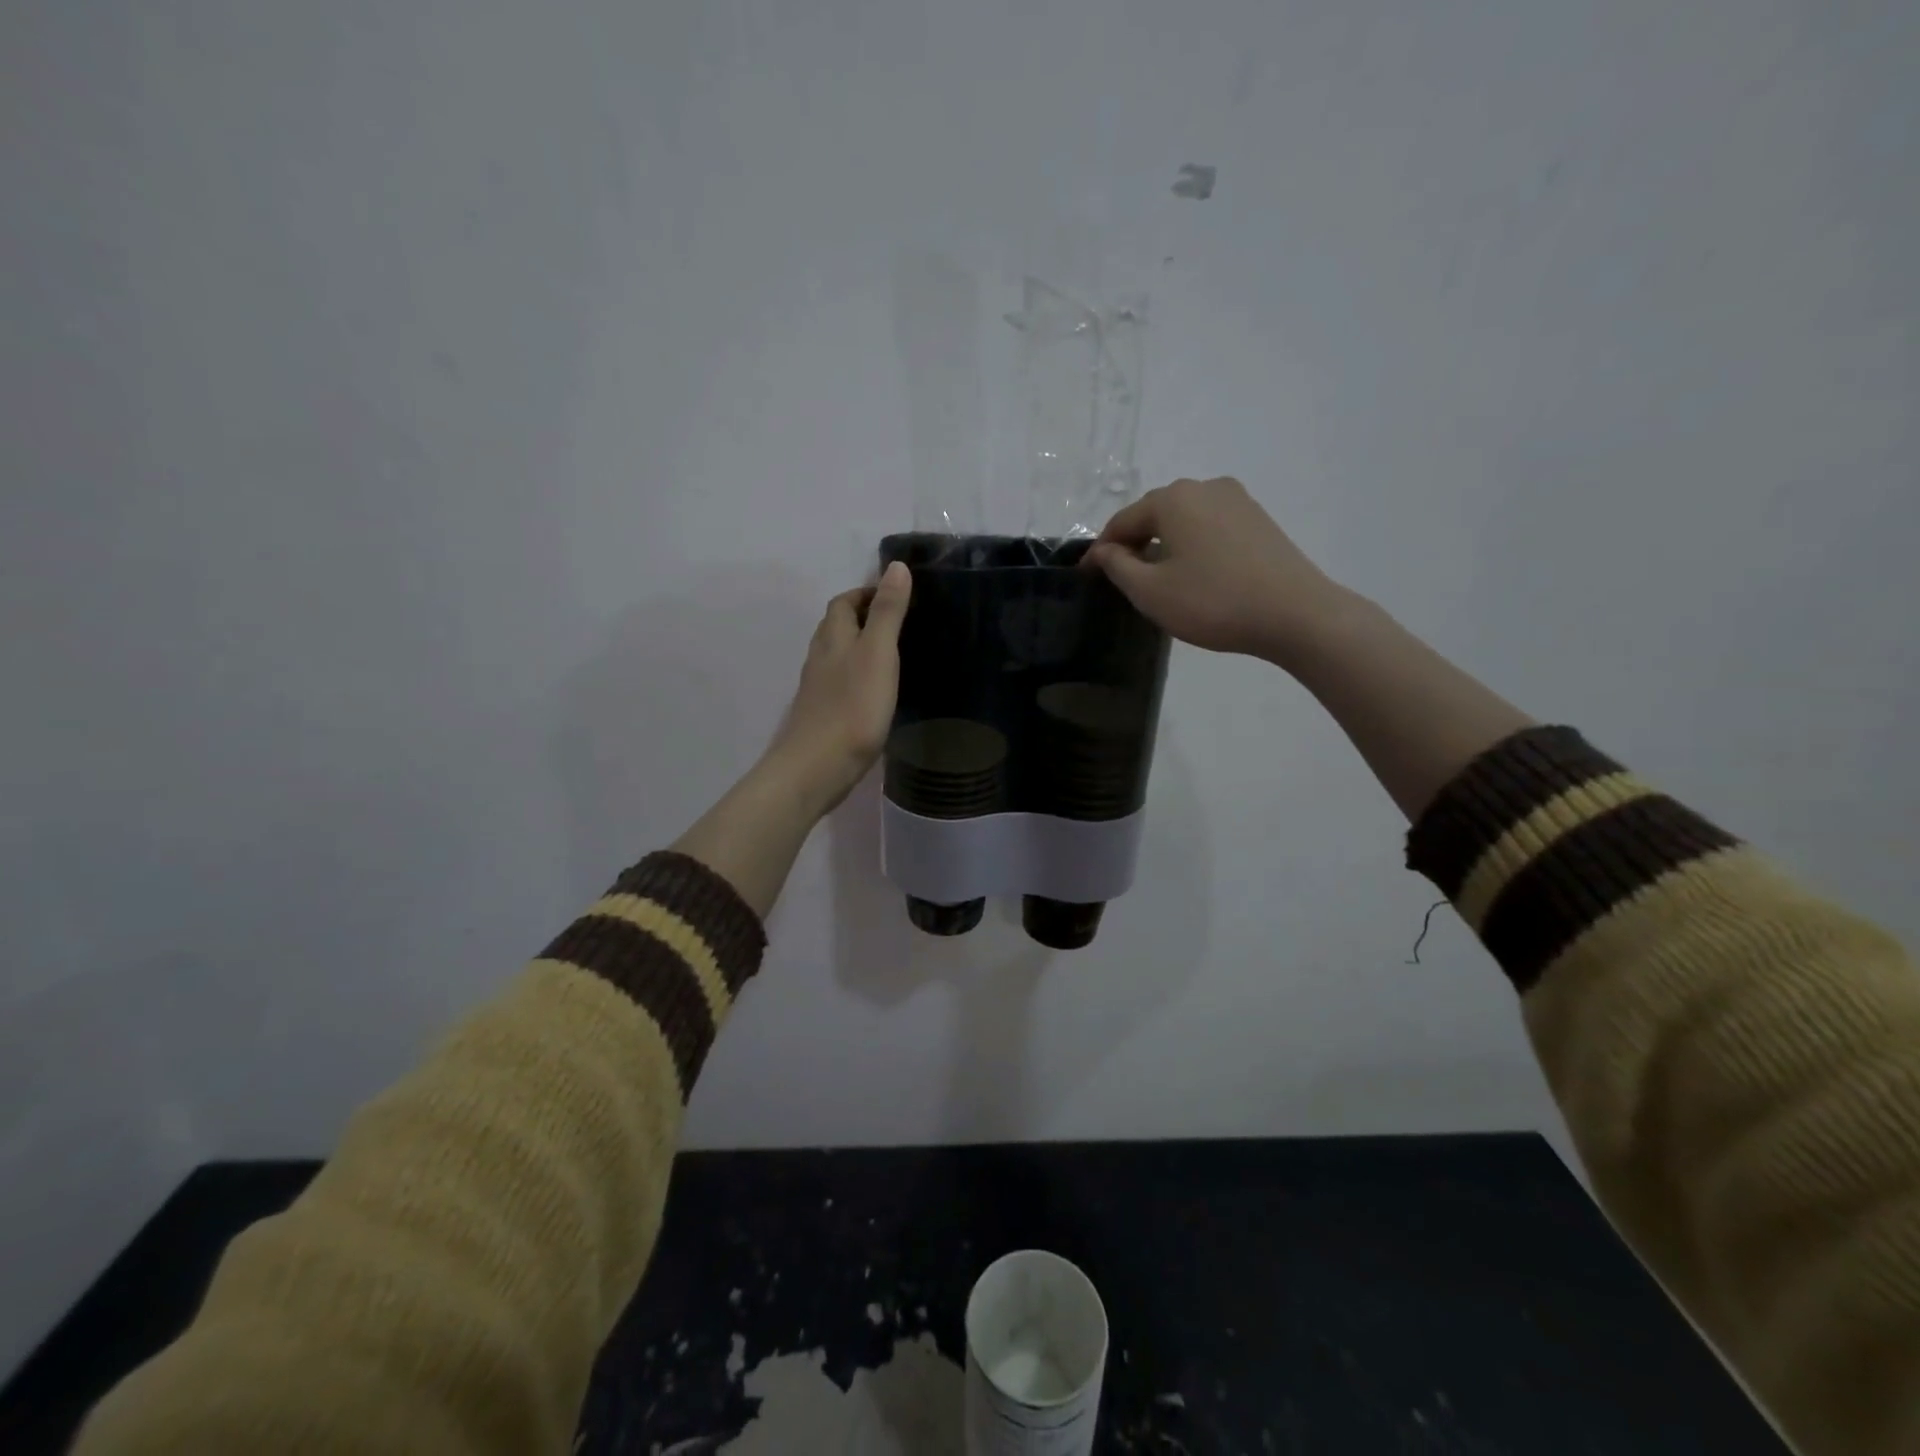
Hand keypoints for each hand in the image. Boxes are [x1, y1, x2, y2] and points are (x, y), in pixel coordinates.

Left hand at [762, 561, 911, 815]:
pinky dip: (855, 677)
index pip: (843, 602)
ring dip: (857, 647)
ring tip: (890, 654)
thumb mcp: (879, 654)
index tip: (895, 595)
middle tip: (897, 622)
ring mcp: (817, 689)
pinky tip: (873, 692)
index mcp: (834, 638)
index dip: (865, 593)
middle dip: (861, 617)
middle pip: (836, 627)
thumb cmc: (852, 708)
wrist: (817, 767)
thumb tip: (896, 566)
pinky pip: (838, 684)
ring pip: (835, 656)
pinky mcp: (821, 716)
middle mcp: (820, 658)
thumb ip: (888, 612)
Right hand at [1086, 477, 1350, 667]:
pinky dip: (1192, 545)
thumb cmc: (1212, 602)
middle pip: (1155, 514)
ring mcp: (1237, 500)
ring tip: (1156, 577)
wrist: (1294, 614)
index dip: (1101, 550)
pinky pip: (1210, 527)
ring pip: (1184, 519)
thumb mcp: (1150, 591)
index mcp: (1174, 498)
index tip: (1086, 576)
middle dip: (1133, 542)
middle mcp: (1205, 487)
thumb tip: (1103, 550)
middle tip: (1120, 578)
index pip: (1123, 520)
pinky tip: (1193, 573)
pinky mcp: (1259, 519)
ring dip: (1163, 543)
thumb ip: (1118, 566)